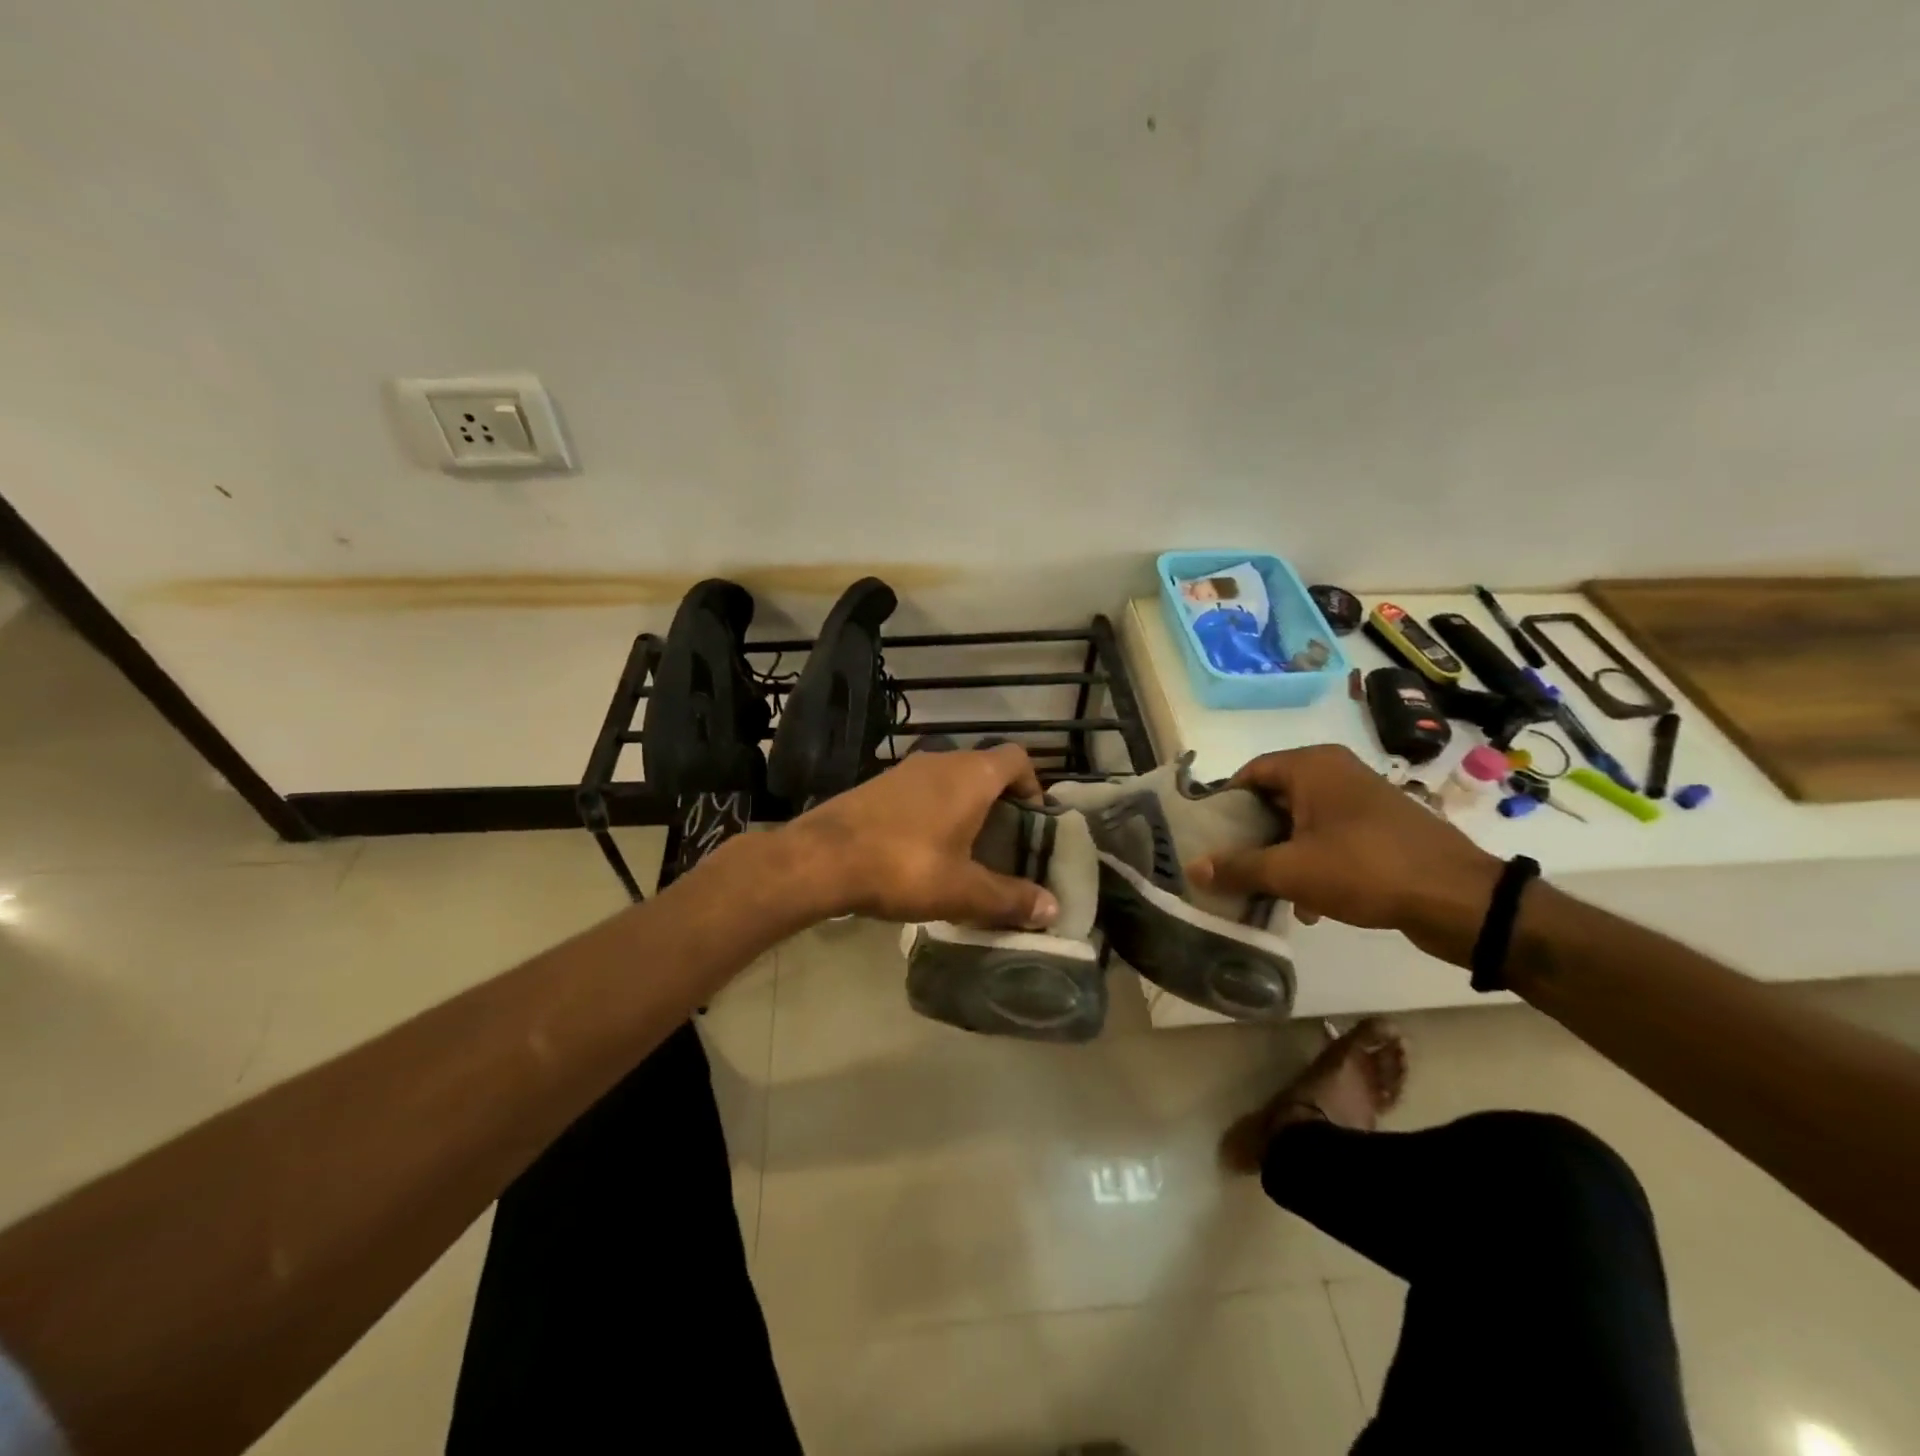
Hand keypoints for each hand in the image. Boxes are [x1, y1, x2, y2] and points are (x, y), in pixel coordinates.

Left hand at [780, 745, 1060, 929]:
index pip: (1017, 758)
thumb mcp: (962, 890)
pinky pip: (919, 791)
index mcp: (971, 775)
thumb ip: (1009, 898)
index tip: (1032, 821)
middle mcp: (941, 760)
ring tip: (964, 851)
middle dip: (999, 802)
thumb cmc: (904, 866)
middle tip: (1003, 844)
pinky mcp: (876, 785)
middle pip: (984, 769)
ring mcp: (904, 770)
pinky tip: (921, 850)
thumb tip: (1052, 909)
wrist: (822, 858)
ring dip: (963, 807)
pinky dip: (931, 811)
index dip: (1032, 785)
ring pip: (949, 779)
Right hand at [1186, 745, 1499, 946]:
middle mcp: (1335, 772)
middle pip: (1274, 798)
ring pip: (1301, 822)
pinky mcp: (1381, 827)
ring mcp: (1361, 799)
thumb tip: (1192, 869)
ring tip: (1267, 892)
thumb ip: (1238, 868)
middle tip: (1231, 866)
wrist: (1460, 899)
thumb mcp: (1291, 871)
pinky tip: (1309, 905)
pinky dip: (1313, 863)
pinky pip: (1330, 837)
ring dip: (1281, 856)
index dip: (1224, 804)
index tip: (1207, 837)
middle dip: (1252, 836)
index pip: (1249, 773)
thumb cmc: (1365, 868)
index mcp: (1312, 766)